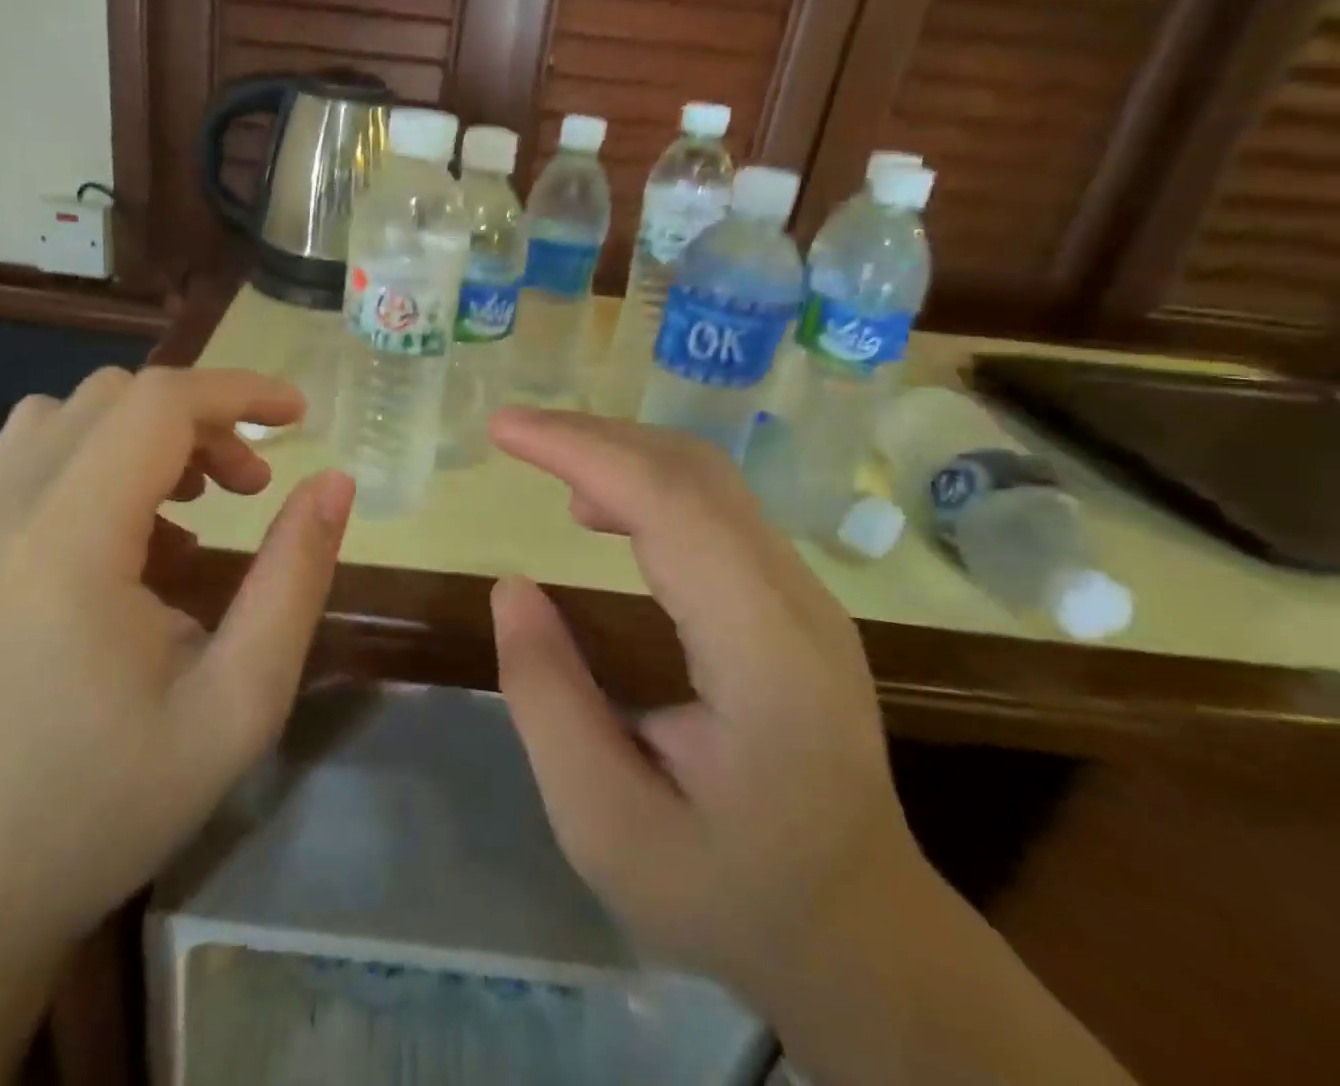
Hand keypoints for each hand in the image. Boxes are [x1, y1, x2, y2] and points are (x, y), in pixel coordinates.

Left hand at [0, 367, 354, 957]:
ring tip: (192, 506)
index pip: (159, 404)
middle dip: (201, 418)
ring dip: (144, 434)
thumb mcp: (237, 704)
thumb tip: (334, 484)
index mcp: (68, 540)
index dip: (239, 392)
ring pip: (66, 416)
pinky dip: (97, 460)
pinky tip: (129, 542)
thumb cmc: (103, 807)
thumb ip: (294, 579)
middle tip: (252, 486)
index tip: (301, 417)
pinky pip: (30, 459)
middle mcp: (3, 512)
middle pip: (115, 397)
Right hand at [487, 408, 930, 1010]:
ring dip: (618, 452)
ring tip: (544, 461)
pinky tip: (598, 510)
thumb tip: (510, 587)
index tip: (504, 429)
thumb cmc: (729, 892)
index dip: (583, 451)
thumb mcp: (606, 826)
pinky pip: (713, 507)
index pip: (673, 507)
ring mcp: (802, 595)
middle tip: (512, 431)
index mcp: (764, 655)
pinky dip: (644, 483)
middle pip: (693, 473)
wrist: (858, 933)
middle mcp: (797, 602)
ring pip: (706, 479)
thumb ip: (548, 701)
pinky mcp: (788, 598)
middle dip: (594, 436)